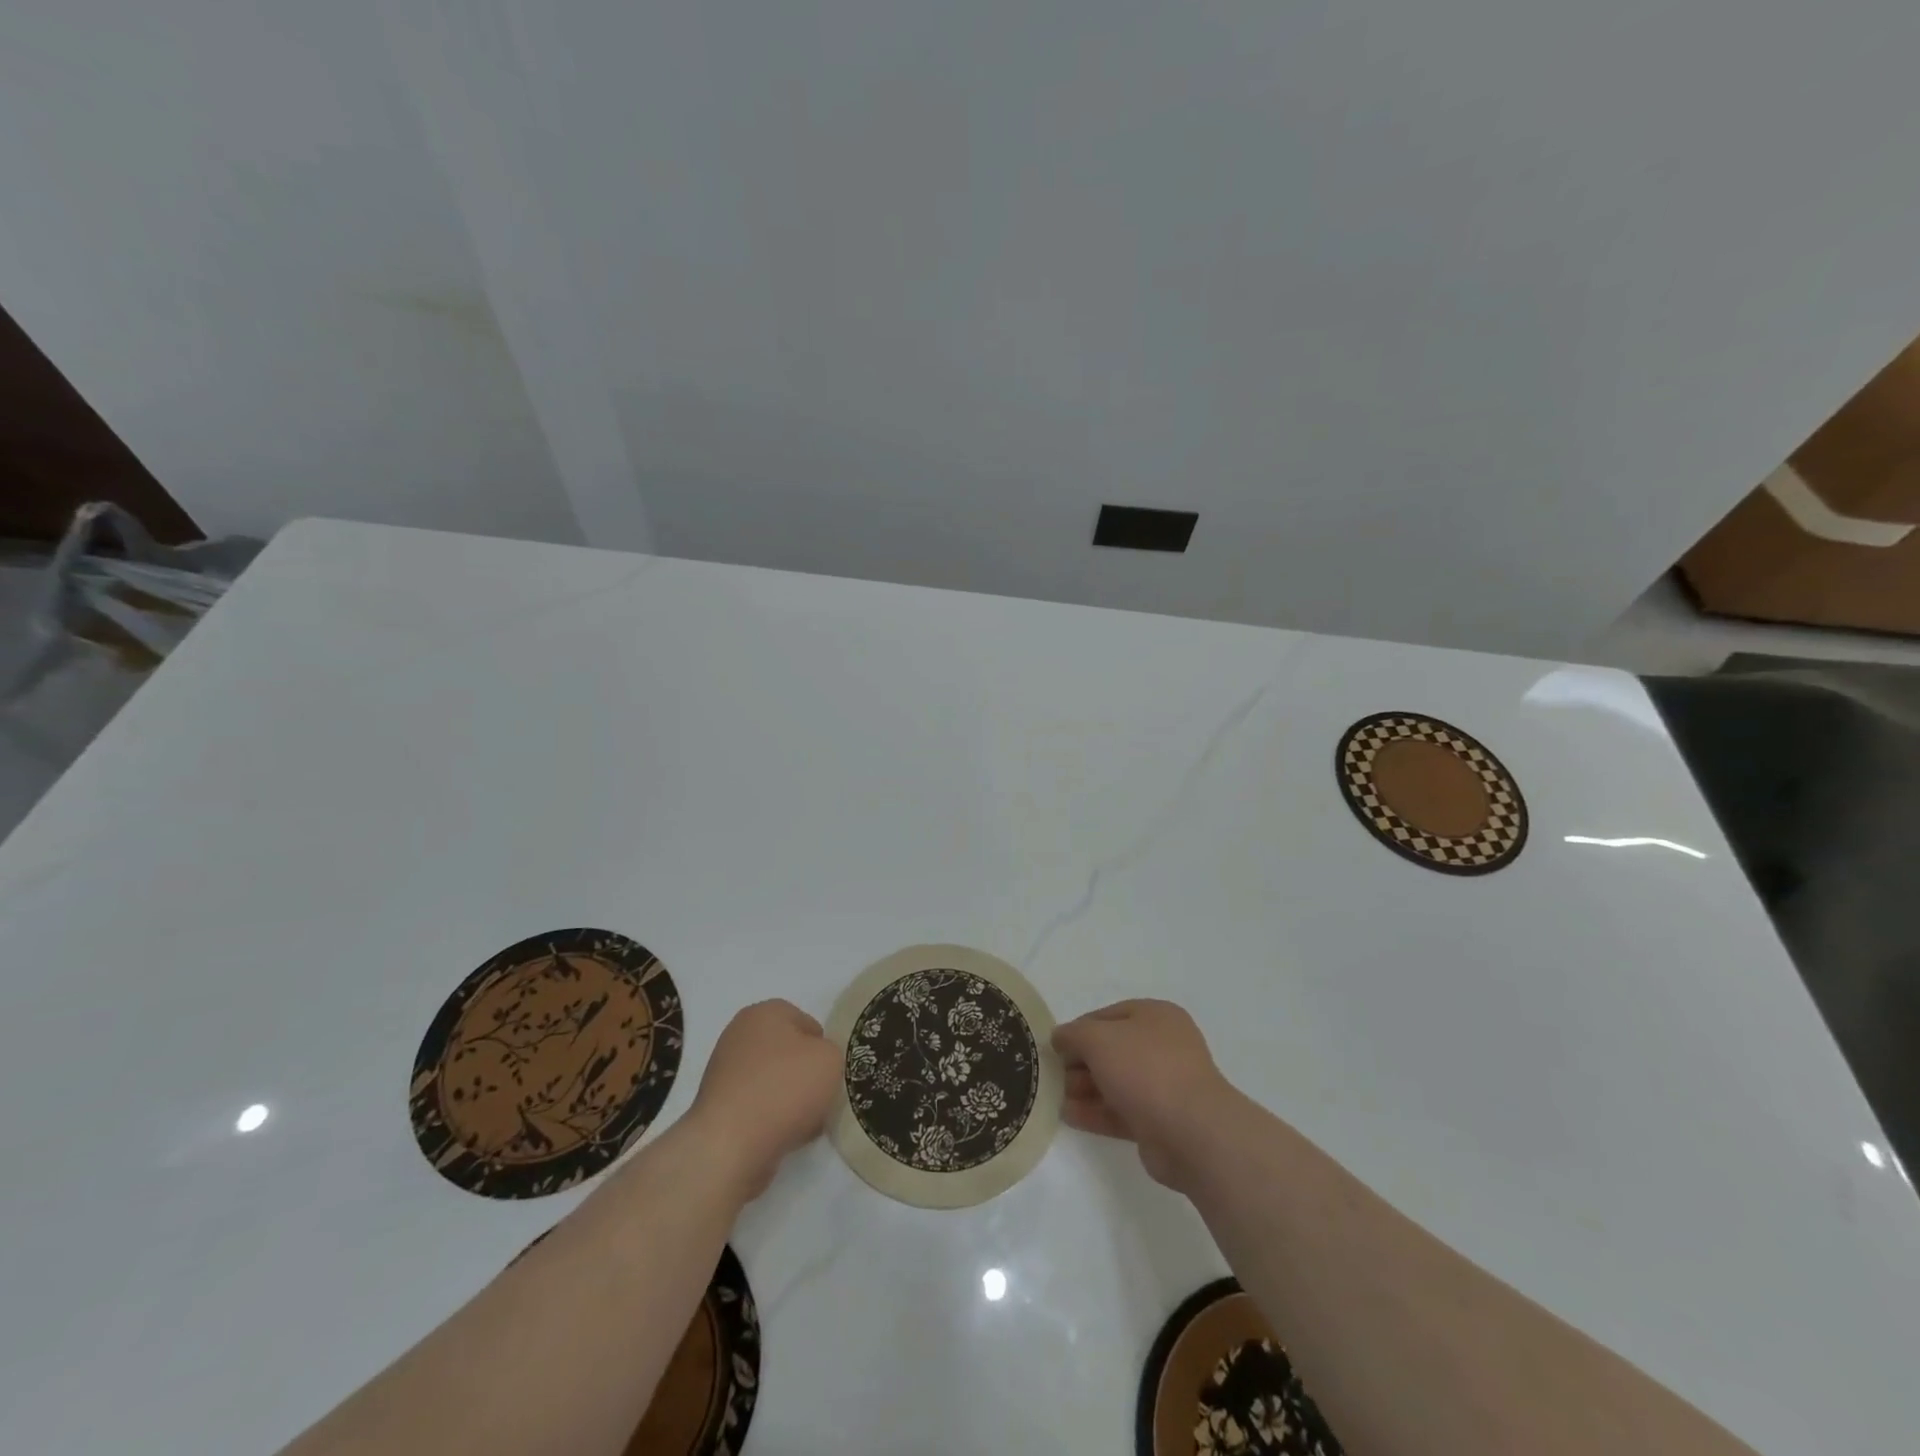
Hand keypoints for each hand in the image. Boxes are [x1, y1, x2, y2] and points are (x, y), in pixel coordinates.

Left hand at [688, 1000, 841, 1198]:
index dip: (822, 1048)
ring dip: (789, 1099)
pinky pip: (756, 1107)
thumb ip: (831, 1052)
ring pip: (772, 1081)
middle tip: (820, 1096)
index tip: (830, 1072)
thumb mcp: (831, 1059)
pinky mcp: (717, 1107)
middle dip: (804, 1074)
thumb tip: (815, 1065)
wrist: (730, 1145)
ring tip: (803, 1123)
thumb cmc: (784, 1088)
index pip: (806, 1022)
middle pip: (787, 1052)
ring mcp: (723, 1072)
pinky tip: (782, 1137)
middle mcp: (739, 1035)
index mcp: (764, 1012)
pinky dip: (770, 1119)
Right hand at [1052, 999, 1237, 1191]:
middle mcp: (1163, 1046)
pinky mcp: (1160, 1121)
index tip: (1054, 1046)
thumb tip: (1060, 1037)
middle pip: (1112, 1050)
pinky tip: (1068, 1116)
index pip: (1108, 1016)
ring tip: (1055, 1097)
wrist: (1192, 1132)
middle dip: (1080, 1062)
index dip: (1079, 1028)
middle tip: (1053, 1075)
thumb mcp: (1099, 1038)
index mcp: (1156, 1016)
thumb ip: (1074, 1034)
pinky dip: (1095, 1112)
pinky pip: (1121, 1111)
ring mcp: (1164, 1086)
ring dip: (1085, 1088)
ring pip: (1116, 1082)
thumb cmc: (1145, 1069)